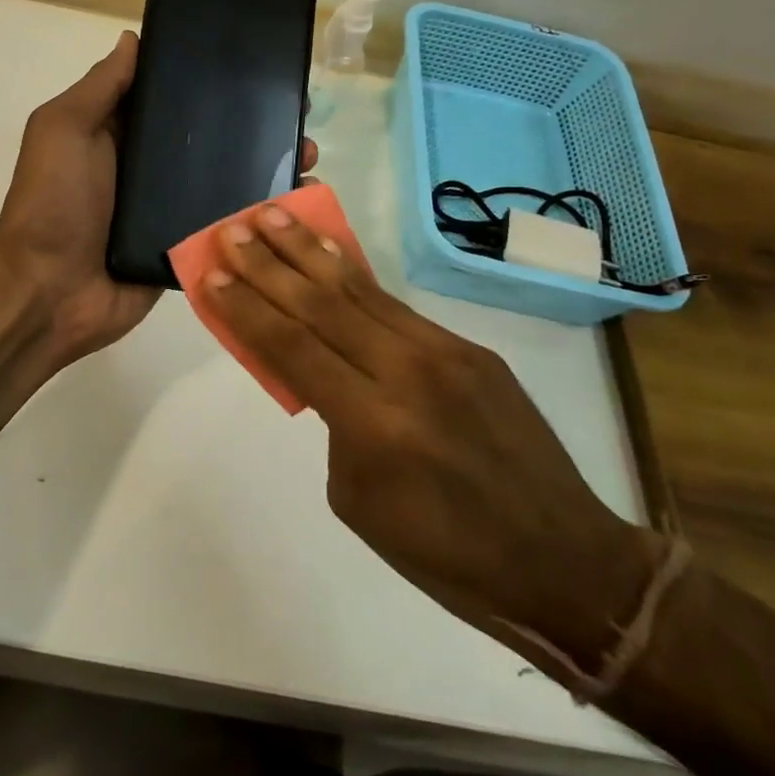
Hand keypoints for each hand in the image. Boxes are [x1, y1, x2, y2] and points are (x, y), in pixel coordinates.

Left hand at [0, 32, 317, 368]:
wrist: (49, 291)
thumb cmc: (54, 201)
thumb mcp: (64, 129)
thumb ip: (101, 87)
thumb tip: (132, 38)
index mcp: (121, 136)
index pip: (173, 100)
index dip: (211, 84)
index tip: (259, 68)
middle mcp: (148, 171)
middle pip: (209, 141)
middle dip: (254, 127)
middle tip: (300, 116)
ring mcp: (169, 213)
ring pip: (225, 183)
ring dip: (267, 169)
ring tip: (309, 157)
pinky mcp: (185, 250)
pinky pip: (226, 228)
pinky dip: (259, 218)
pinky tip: (300, 203)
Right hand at [199, 202, 659, 670]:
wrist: (562, 560)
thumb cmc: (445, 553)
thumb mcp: (358, 499)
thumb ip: (333, 425)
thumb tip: (321, 374)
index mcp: (374, 424)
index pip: (292, 348)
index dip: (247, 308)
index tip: (211, 275)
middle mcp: (408, 373)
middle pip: (320, 305)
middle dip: (269, 263)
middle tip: (232, 228)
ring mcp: (445, 353)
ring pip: (360, 290)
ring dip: (309, 251)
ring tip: (273, 215)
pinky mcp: (470, 349)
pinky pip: (396, 306)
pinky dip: (354, 276)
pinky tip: (328, 255)